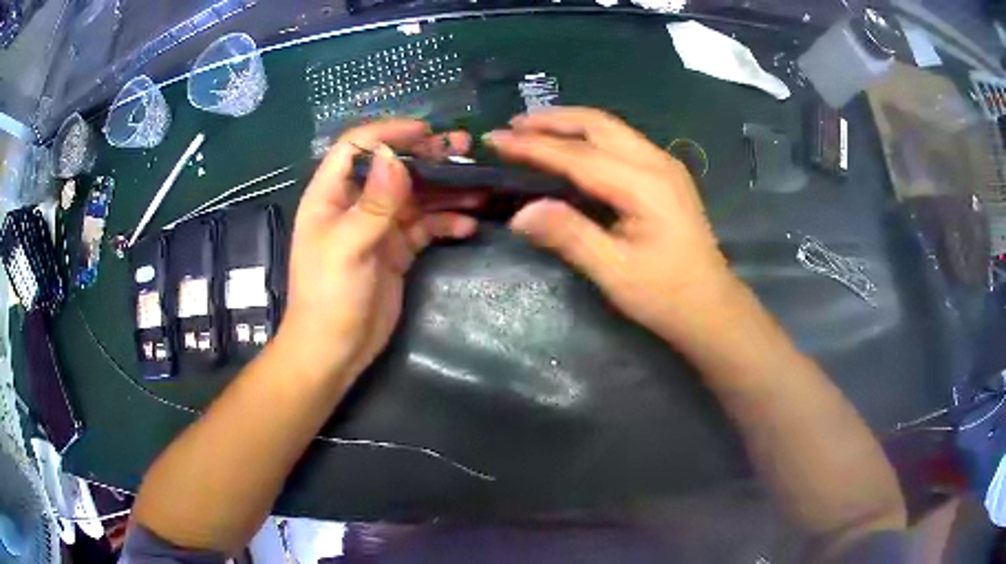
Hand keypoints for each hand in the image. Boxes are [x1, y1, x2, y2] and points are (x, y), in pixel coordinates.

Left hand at [277, 120, 479, 384]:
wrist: (335, 350)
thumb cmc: (329, 296)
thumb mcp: (347, 247)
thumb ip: (374, 203)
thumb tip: (395, 156)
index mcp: (332, 195)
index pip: (357, 147)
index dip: (388, 133)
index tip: (426, 132)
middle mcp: (356, 204)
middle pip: (394, 168)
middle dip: (428, 158)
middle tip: (467, 149)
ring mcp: (379, 227)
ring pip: (416, 197)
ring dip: (446, 190)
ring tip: (480, 187)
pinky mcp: (397, 250)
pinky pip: (425, 227)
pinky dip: (446, 224)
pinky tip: (468, 226)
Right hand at [485, 107, 739, 339]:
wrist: (711, 306)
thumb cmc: (665, 295)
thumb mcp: (614, 272)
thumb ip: (569, 236)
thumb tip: (520, 213)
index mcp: (644, 185)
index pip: (577, 155)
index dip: (533, 146)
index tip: (495, 139)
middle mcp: (656, 162)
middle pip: (597, 124)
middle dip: (551, 120)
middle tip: (511, 126)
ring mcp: (664, 165)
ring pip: (610, 127)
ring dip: (569, 123)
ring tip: (531, 128)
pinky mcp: (665, 174)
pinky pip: (620, 140)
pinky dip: (587, 136)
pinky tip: (569, 146)